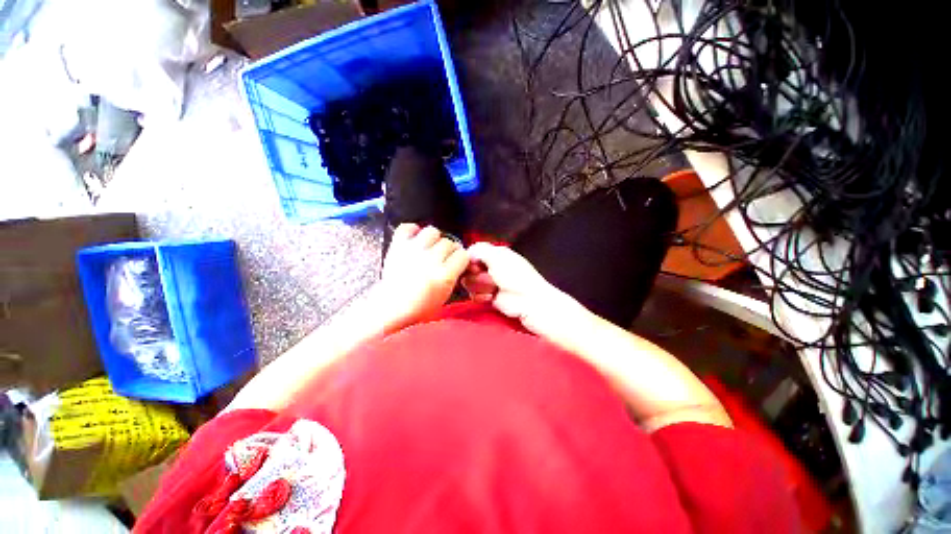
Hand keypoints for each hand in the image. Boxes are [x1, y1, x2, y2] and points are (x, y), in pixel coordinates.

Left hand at [378, 224, 468, 330]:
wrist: (391, 308)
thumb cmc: (419, 306)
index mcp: (444, 275)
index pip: (463, 255)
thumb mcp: (445, 295)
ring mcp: (413, 251)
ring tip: (430, 247)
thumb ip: (454, 276)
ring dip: (434, 239)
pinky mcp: (398, 246)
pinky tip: (415, 239)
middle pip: (449, 243)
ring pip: (432, 231)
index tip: (458, 262)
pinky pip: (407, 227)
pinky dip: (412, 230)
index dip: (462, 258)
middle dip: (449, 250)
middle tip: (444, 257)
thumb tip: (458, 263)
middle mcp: (430, 260)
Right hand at [462, 242, 589, 338]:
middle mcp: (490, 267)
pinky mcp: (487, 297)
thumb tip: (466, 252)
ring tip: (493, 288)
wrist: (528, 301)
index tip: (474, 265)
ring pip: (469, 282)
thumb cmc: (515, 276)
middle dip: (476, 274)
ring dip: (479, 286)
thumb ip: (480, 250)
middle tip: (489, 278)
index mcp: (495, 254)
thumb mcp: (498, 257)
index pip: (473, 253)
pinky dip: (480, 296)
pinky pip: (473, 295)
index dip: (470, 260)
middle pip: (468, 269)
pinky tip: (491, 297)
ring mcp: (488, 283)